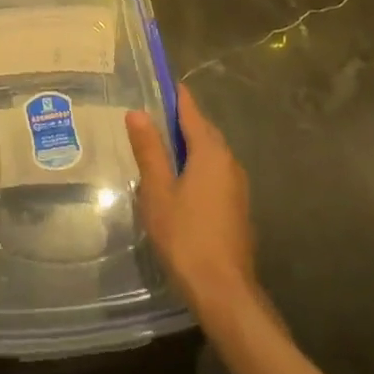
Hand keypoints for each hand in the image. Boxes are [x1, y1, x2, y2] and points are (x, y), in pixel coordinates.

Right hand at [127, 86, 257, 322]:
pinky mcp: (236, 208)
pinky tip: (178, 180)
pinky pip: (214, 173)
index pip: (191, 113)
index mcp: (210, 153)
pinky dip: (196, 166)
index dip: (176, 97)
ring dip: (189, 145)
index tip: (162, 82)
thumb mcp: (158, 191)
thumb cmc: (186, 236)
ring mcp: (237, 187)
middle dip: (182, 120)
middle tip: (153, 113)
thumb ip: (149, 151)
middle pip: (204, 132)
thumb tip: (137, 112)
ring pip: (211, 154)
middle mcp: (229, 163)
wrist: (224, 292)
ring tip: (160, 144)